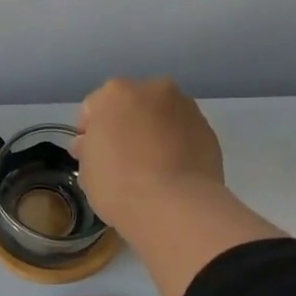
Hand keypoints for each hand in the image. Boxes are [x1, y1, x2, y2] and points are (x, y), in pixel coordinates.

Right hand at [74, 77, 225, 232]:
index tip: (91, 156)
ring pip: (161, 116)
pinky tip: (171, 172)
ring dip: (153, 132)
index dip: (89, 132)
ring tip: (151, 167)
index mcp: (115, 93)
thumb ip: (88, 148)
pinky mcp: (209, 129)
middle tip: (121, 158)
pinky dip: (176, 145)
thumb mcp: (86, 170)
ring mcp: (186, 107)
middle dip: (125, 125)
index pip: (93, 107)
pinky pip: (183, 133)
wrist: (174, 206)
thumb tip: (91, 144)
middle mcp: (153, 89)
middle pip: (132, 105)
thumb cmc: (118, 184)